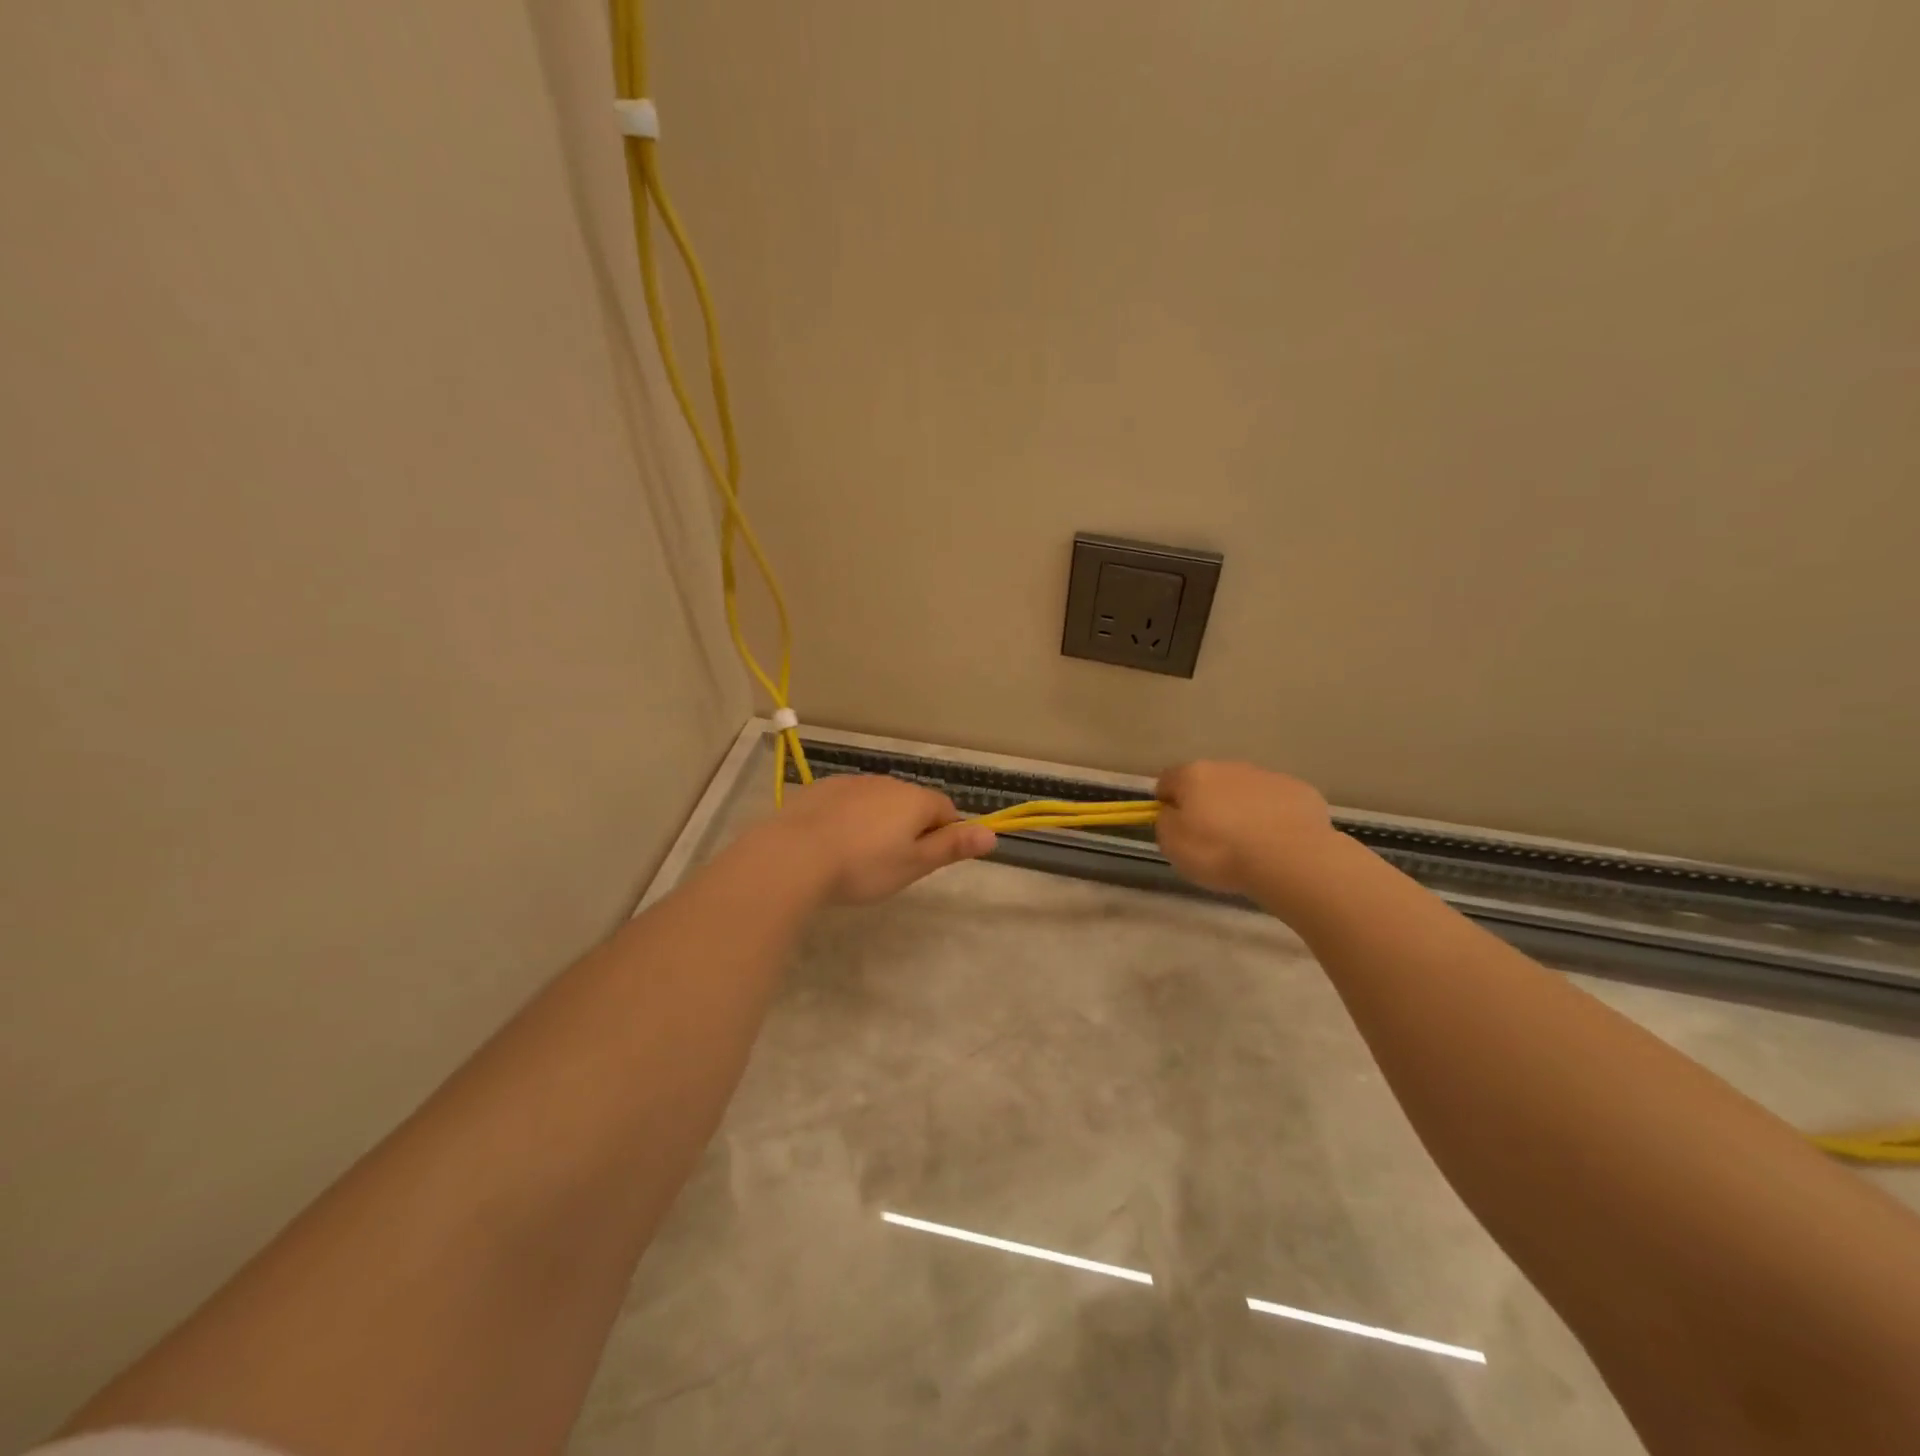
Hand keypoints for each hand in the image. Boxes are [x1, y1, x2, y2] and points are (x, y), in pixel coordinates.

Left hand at [761, 774, 996, 904]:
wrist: (794, 855)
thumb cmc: (863, 866)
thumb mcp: (914, 864)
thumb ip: (952, 847)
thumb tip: (992, 834)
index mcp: (915, 800)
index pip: (946, 810)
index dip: (944, 834)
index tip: (928, 860)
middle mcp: (887, 782)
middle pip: (911, 803)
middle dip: (909, 828)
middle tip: (892, 864)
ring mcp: (851, 782)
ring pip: (877, 801)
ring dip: (878, 822)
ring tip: (859, 856)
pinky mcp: (821, 788)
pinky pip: (847, 802)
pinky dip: (848, 818)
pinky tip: (832, 842)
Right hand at [1155, 760, 1337, 896]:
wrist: (1292, 859)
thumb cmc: (1222, 852)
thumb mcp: (1173, 845)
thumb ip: (1166, 822)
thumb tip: (1172, 813)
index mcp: (1193, 776)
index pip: (1167, 780)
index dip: (1166, 800)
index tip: (1172, 823)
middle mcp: (1229, 767)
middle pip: (1208, 781)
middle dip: (1206, 803)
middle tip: (1211, 837)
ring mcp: (1267, 776)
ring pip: (1244, 790)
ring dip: (1240, 808)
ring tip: (1248, 843)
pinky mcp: (1299, 791)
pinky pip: (1276, 801)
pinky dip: (1272, 816)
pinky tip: (1277, 841)